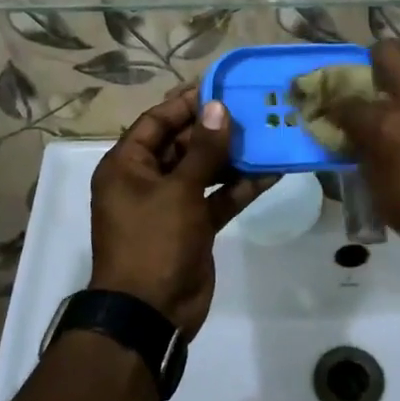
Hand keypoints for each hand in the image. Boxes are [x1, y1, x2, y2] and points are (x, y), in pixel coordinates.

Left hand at [90, 87, 272, 336]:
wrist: (150, 313)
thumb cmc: (154, 242)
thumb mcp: (179, 191)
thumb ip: (203, 149)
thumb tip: (217, 107)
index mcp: (127, 166)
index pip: (156, 121)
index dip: (187, 104)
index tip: (220, 87)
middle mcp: (146, 180)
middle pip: (182, 143)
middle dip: (216, 129)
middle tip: (252, 109)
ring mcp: (171, 204)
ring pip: (204, 170)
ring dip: (232, 157)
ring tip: (267, 135)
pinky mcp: (193, 225)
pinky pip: (217, 197)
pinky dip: (239, 187)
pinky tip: (272, 172)